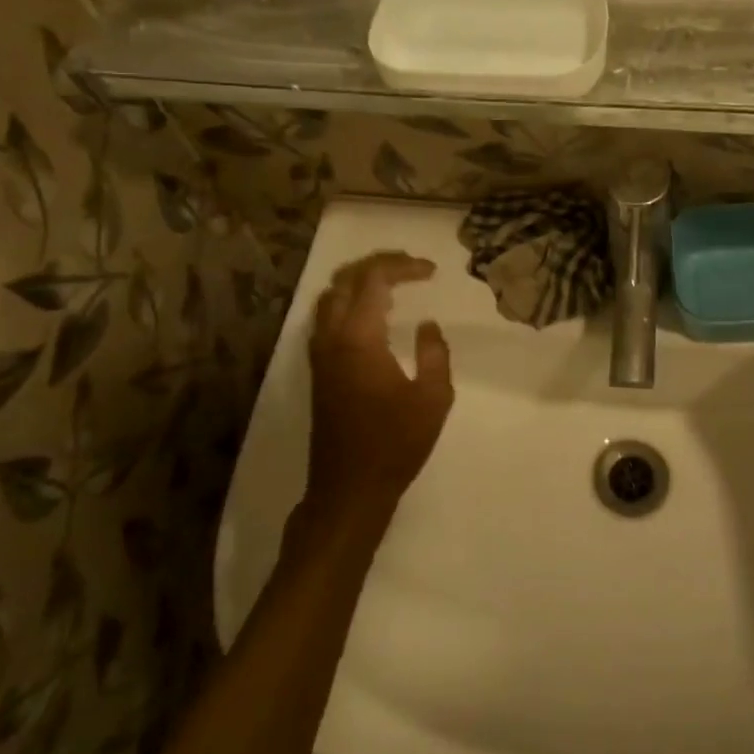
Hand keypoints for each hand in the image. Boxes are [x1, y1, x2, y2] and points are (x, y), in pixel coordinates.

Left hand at [306, 251, 453, 521]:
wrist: (349, 488)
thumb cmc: (396, 443)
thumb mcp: (433, 397)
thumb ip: (435, 352)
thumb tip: (428, 325)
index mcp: (358, 338)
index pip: (373, 279)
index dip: (402, 265)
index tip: (432, 271)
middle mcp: (331, 338)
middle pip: (345, 279)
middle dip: (378, 264)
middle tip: (412, 268)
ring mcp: (320, 354)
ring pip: (330, 297)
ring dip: (360, 282)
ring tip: (394, 284)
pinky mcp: (318, 370)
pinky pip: (327, 318)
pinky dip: (349, 302)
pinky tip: (373, 315)